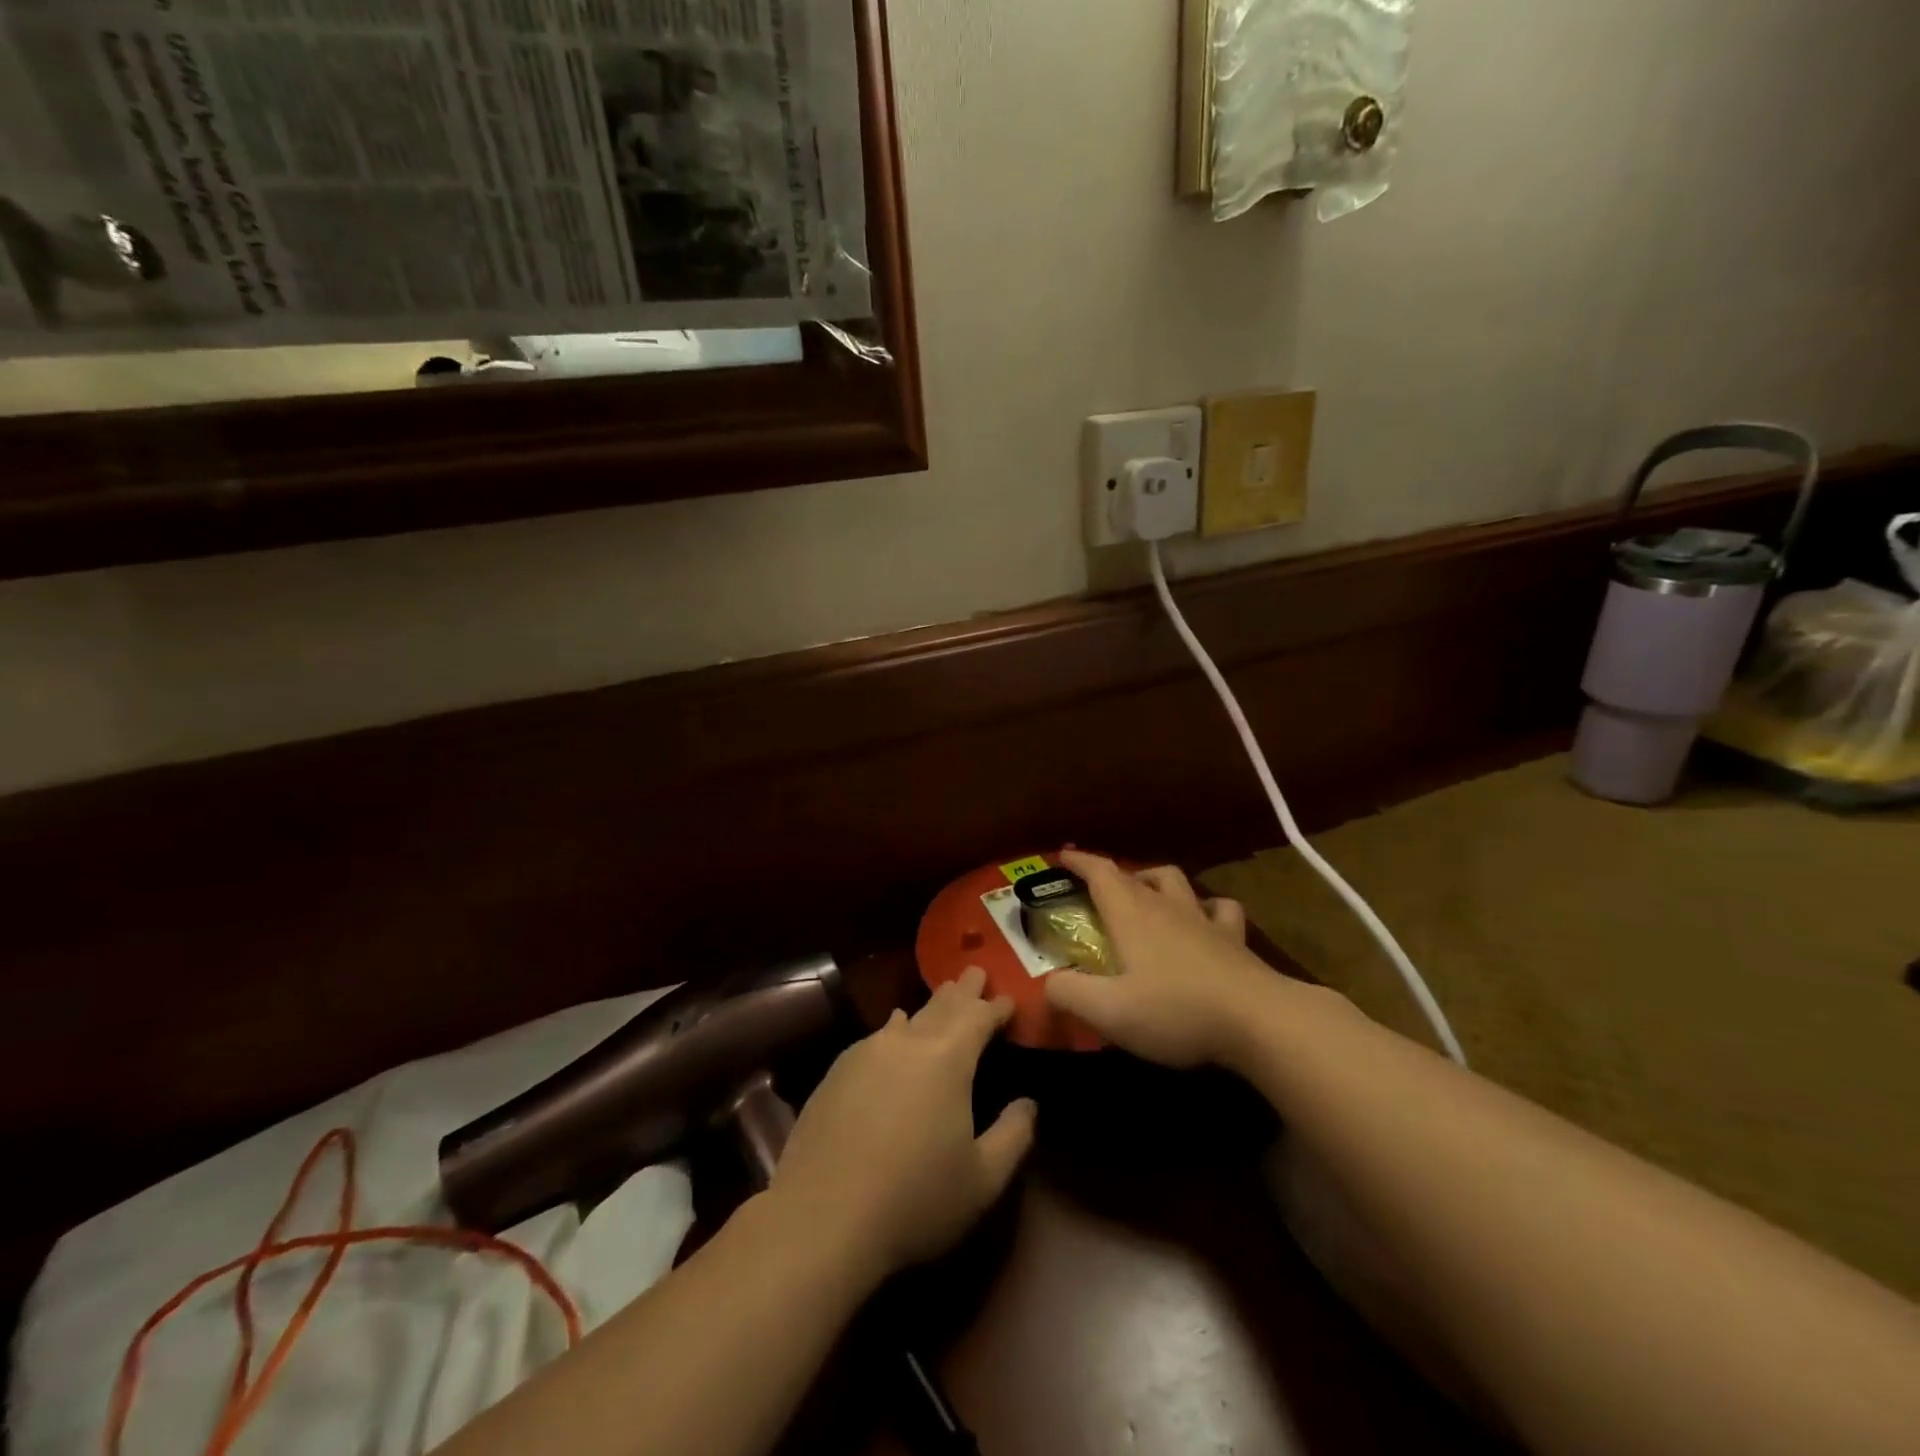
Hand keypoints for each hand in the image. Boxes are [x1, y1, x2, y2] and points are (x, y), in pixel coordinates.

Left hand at [770, 967, 1035, 1282]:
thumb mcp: (982, 1180)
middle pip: (942, 1005)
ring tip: (943, 996)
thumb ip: (1013, 1135)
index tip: (1009, 998)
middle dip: (964, 990)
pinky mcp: (837, 1071)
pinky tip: (895, 1028)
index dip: (996, 1007)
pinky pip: (877, 1036)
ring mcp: (867, 1052)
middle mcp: (907, 1042)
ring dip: (930, 1007)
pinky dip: (896, 1028)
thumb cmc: (915, 1199)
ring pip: (908, 1017)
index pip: (978, 1017)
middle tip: (976, 972)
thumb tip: (1029, 1103)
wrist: (821, 1218)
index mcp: (948, 1059)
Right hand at [1043, 851, 1277, 1068]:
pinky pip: (1220, 908)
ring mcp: (1204, 919)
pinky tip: (1204, 920)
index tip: (1062, 857)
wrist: (1259, 1020)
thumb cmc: (1176, 1011)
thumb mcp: (1109, 1011)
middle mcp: (1166, 906)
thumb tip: (1050, 982)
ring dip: (1155, 881)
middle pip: (1135, 875)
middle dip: (1112, 875)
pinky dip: (1206, 907)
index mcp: (1132, 914)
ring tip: (1146, 896)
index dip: (1079, 862)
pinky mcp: (1235, 939)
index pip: (1100, 873)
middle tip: (1098, 889)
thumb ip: (1070, 993)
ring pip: (1177, 882)